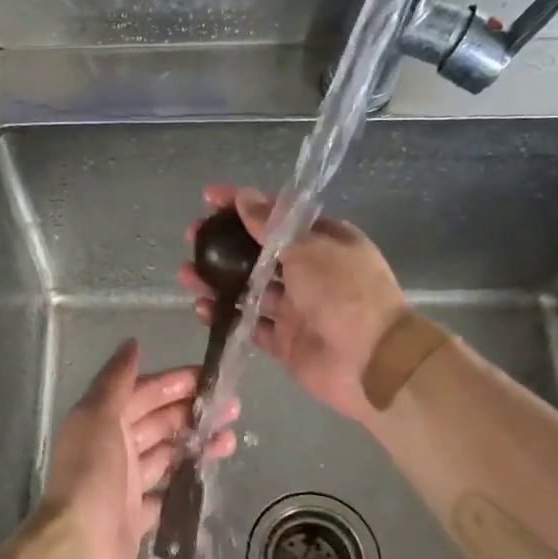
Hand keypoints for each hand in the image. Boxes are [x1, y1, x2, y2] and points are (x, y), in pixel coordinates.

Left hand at [34, 340, 236, 558]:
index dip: (174, 383)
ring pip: (167, 455)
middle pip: (158, 422)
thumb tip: (132, 343)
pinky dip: (186, 483)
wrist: (79, 548)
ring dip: (196, 444)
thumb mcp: (99, 415)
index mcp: (103, 420)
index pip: (143, 393)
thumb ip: (116, 380)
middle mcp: (113, 447)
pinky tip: (211, 476)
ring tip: (230, 439)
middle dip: (192, 411)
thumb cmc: (91, 473)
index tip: (209, 377)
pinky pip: (166, 494)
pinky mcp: (137, 517)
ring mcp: (125, 484)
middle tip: (231, 407)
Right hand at [178, 185, 407, 423]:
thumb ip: (271, 226)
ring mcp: (298, 309)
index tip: (209, 197)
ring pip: (250, 290)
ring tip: (185, 272)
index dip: (244, 204)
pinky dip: (225, 316)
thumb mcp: (308, 248)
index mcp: (325, 241)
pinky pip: (250, 325)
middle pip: (259, 253)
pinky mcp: (286, 342)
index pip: (278, 216)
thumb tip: (244, 197)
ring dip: (218, 280)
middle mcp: (311, 272)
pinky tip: (199, 307)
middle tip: (192, 236)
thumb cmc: (344, 292)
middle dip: (224, 243)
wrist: (371, 361)